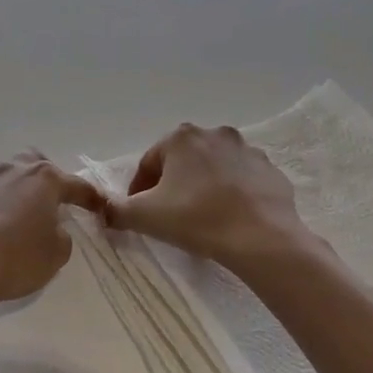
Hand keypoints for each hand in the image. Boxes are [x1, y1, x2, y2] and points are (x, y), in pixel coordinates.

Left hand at [0, 152, 104, 312]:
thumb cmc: (18, 258)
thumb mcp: (56, 254)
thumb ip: (62, 236)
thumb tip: (52, 229)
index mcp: (43, 179)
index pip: (76, 185)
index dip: (91, 198)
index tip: (99, 207)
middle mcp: (13, 171)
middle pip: (35, 163)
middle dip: (47, 179)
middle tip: (52, 203)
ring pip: (8, 177)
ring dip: (18, 192)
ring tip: (21, 217)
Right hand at [102, 124, 310, 270]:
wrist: (261, 238)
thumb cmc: (196, 219)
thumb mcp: (144, 216)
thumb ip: (115, 210)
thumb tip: (102, 210)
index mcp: (181, 138)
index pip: (149, 163)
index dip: (139, 190)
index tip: (139, 213)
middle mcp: (215, 134)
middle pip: (182, 161)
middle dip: (173, 184)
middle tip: (169, 215)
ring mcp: (247, 150)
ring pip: (213, 168)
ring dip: (203, 186)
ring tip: (200, 217)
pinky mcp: (270, 170)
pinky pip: (241, 180)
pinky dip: (232, 193)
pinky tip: (228, 217)